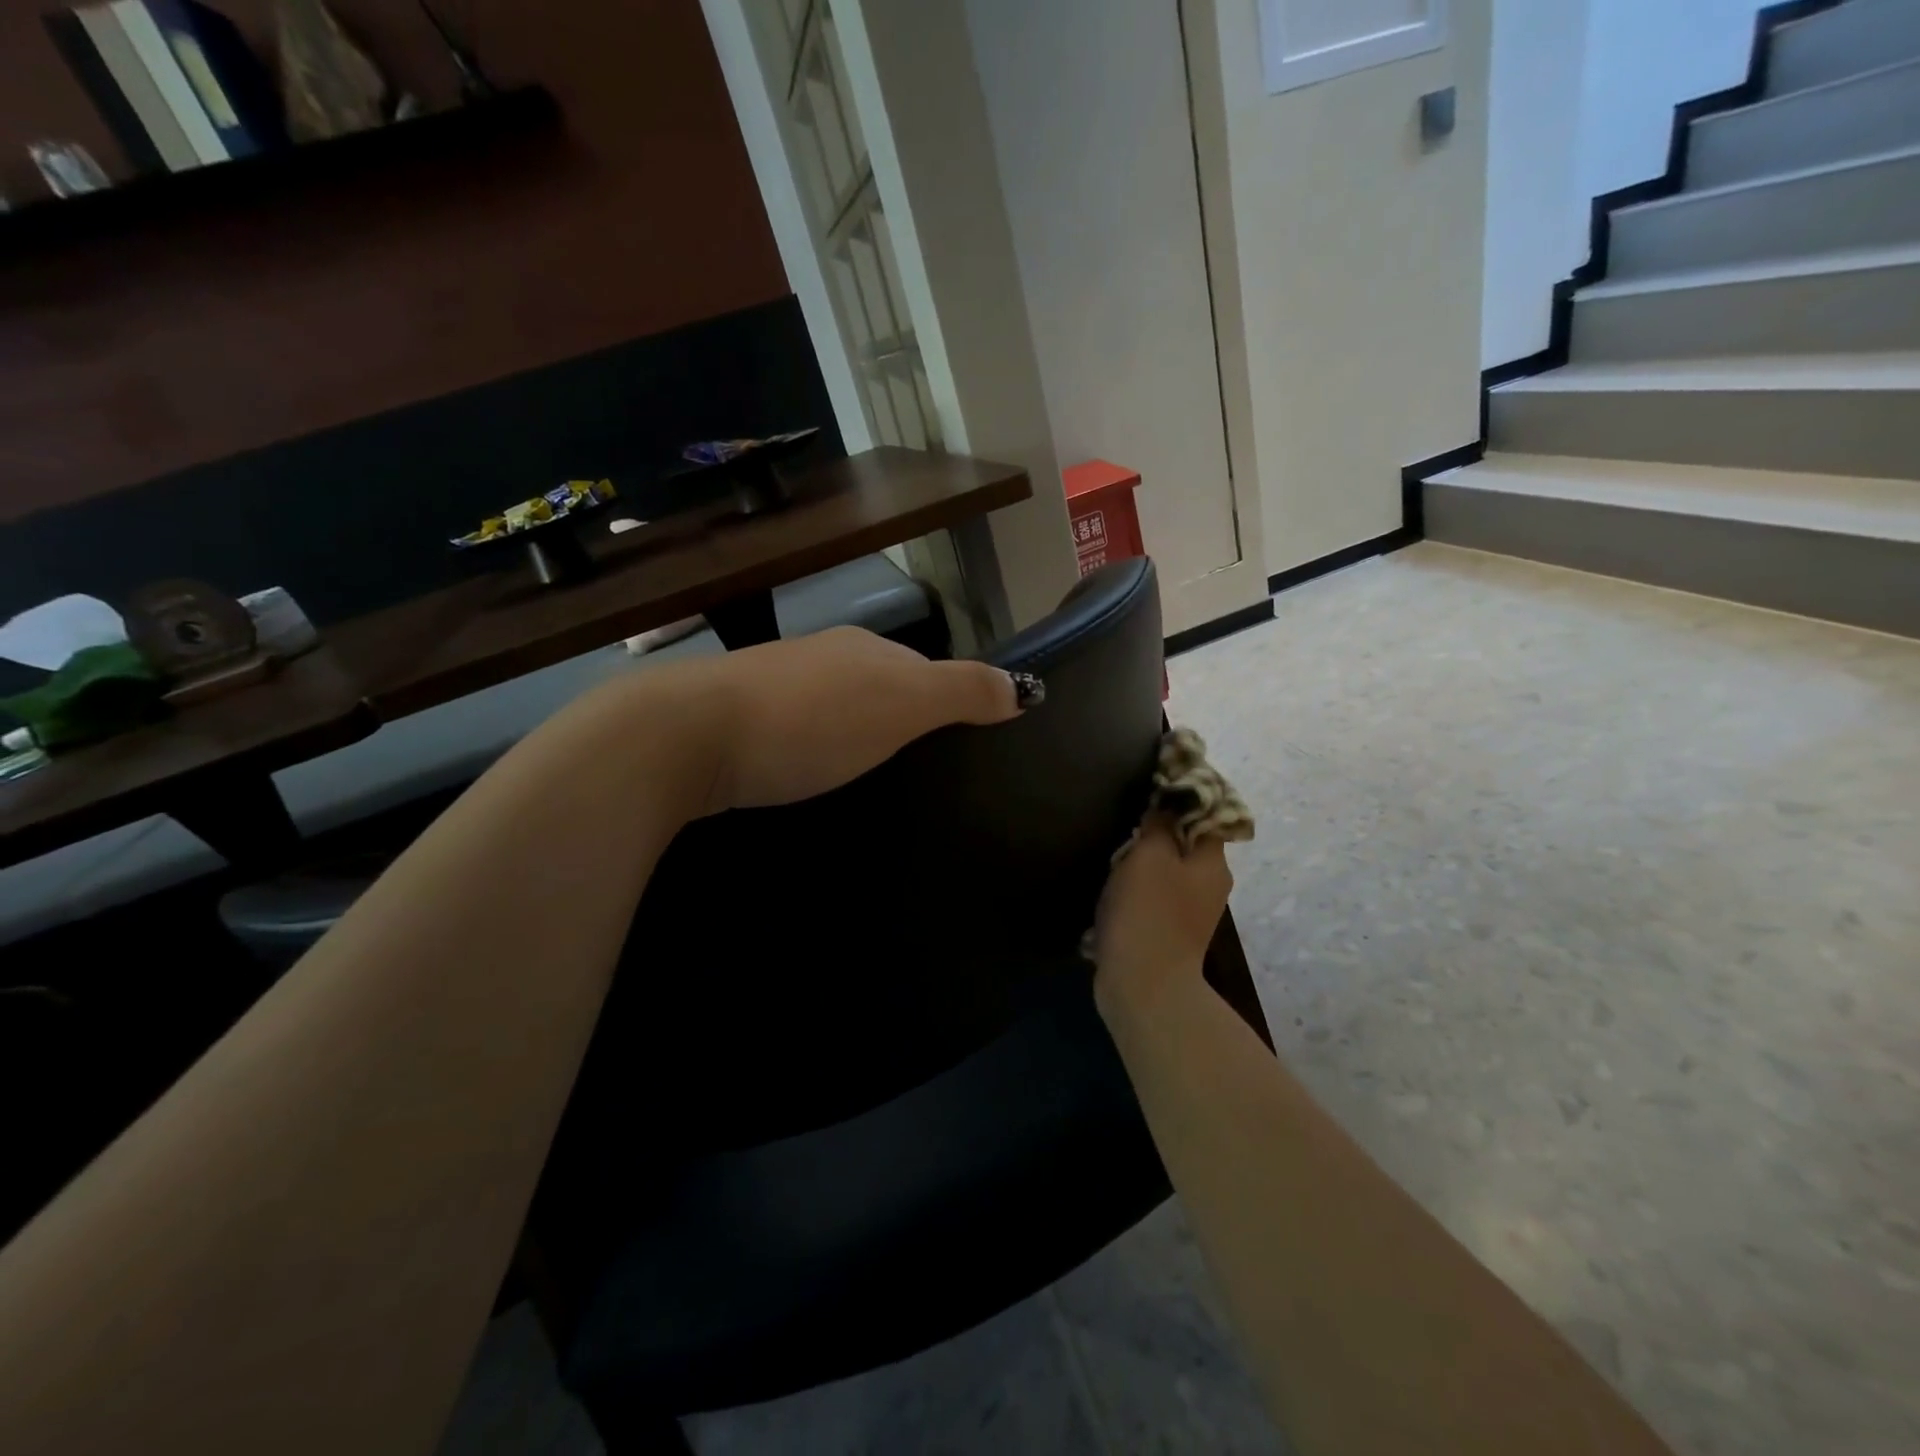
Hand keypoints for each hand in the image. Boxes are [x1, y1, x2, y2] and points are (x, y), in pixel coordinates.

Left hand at [698, 626, 1022, 813]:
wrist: (689, 734)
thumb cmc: (811, 721)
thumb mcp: (902, 705)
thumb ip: (963, 692)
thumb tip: (1023, 688)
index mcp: (866, 649)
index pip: (925, 669)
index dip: (946, 700)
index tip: (958, 744)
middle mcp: (824, 655)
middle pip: (879, 683)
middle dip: (900, 717)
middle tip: (917, 767)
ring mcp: (776, 681)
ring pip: (835, 703)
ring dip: (854, 731)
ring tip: (865, 775)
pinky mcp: (739, 715)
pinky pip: (797, 725)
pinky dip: (813, 743)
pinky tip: (807, 770)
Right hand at [1091, 816, 1232, 1011]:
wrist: (1143, 986)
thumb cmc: (1149, 912)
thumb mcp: (1151, 855)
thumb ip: (1159, 824)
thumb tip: (1165, 806)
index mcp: (1213, 864)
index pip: (1206, 817)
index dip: (1182, 799)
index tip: (1153, 789)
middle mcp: (1209, 887)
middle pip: (1186, 844)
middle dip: (1158, 831)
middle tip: (1127, 821)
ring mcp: (1190, 914)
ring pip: (1168, 871)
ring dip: (1143, 862)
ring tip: (1114, 852)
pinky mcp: (1168, 934)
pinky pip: (1154, 898)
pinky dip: (1136, 890)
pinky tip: (1112, 889)